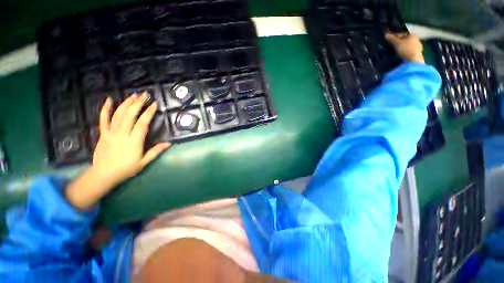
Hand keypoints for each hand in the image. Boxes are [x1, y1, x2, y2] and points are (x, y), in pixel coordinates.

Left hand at [92, 92, 170, 185]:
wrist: (104, 174)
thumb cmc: (126, 169)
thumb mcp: (144, 162)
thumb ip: (156, 151)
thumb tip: (169, 143)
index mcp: (134, 141)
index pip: (142, 123)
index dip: (149, 113)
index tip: (155, 104)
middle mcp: (122, 134)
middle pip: (130, 115)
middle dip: (138, 103)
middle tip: (144, 94)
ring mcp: (111, 133)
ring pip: (118, 114)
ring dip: (126, 103)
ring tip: (133, 95)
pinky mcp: (103, 133)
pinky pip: (103, 119)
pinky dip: (105, 109)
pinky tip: (109, 100)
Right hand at [386, 32, 424, 63]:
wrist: (414, 61)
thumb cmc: (406, 49)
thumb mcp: (397, 43)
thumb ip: (392, 39)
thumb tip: (386, 34)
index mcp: (412, 35)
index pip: (403, 34)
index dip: (396, 36)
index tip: (390, 39)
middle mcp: (416, 40)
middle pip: (406, 40)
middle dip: (399, 42)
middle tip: (392, 45)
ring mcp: (418, 47)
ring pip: (408, 45)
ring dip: (402, 47)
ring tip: (396, 50)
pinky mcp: (417, 54)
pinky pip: (409, 50)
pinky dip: (405, 51)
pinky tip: (401, 54)